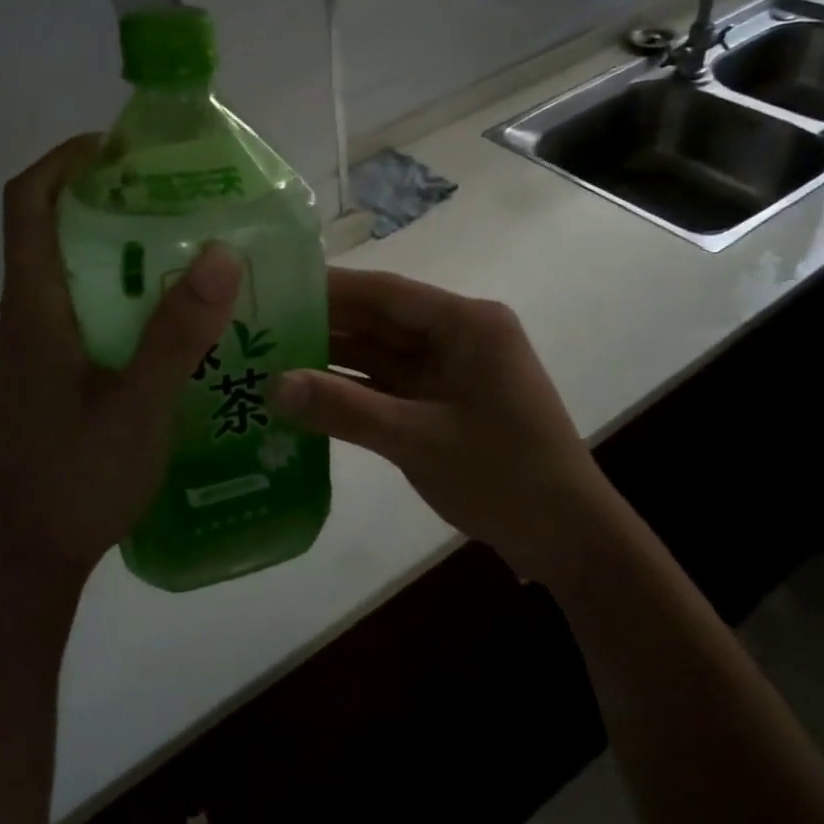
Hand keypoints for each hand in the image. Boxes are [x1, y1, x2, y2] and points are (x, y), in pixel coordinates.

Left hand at [0, 136, 242, 587]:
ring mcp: (43, 346)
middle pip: (55, 228)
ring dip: (127, 250)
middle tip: (180, 196)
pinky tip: (180, 319)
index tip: (122, 147)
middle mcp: (31, 314)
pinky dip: (131, 296)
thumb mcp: (140, 403)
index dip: (65, 160)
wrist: (35, 555)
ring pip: (79, 272)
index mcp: (36, 305)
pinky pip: (93, 311)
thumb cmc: (78, 477)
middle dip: (110, 199)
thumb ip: (180, 331)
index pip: (27, 202)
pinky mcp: (59, 373)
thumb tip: (223, 251)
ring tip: (192, 248)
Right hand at [271, 268, 616, 584]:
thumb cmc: (503, 475)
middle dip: (322, 323)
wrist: (566, 537)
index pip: (385, 292)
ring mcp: (450, 370)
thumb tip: (273, 385)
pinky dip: (350, 391)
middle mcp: (457, 336)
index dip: (328, 288)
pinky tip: (304, 393)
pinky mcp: (442, 402)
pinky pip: (387, 386)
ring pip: (380, 354)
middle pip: (379, 321)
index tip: (272, 286)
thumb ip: (344, 409)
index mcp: (466, 323)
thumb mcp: (417, 440)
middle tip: (257, 325)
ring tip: (266, 357)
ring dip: (331, 359)